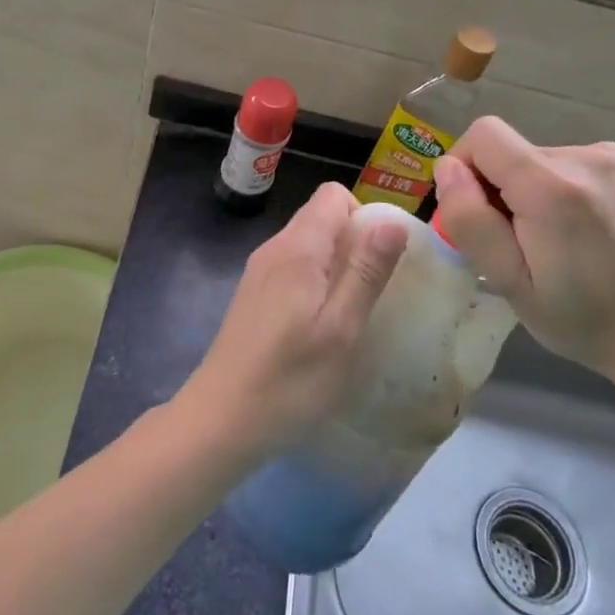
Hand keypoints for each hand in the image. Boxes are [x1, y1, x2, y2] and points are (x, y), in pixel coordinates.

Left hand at [178, 183, 406, 462]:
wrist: (221, 420)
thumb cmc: (289, 379)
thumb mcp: (341, 328)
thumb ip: (366, 271)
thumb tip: (392, 222)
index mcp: (297, 247)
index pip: (333, 194)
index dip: (364, 216)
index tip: (382, 260)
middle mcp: (274, 248)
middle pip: (321, 217)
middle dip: (355, 243)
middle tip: (374, 292)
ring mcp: (259, 272)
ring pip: (308, 245)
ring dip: (337, 266)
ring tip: (353, 313)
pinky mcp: (253, 296)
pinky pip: (293, 269)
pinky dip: (316, 283)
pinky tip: (322, 327)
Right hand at [431, 119, 614, 395]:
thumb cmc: (580, 318)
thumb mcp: (510, 283)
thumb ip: (471, 221)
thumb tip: (446, 168)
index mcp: (552, 187)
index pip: (483, 135)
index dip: (463, 167)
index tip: (474, 213)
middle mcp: (584, 157)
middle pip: (508, 149)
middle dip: (496, 188)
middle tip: (514, 242)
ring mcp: (612, 156)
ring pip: (534, 157)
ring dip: (527, 190)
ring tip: (550, 240)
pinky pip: (564, 162)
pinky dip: (555, 187)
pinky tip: (577, 228)